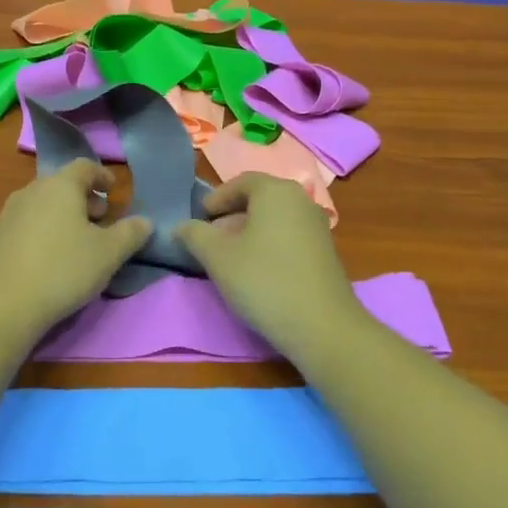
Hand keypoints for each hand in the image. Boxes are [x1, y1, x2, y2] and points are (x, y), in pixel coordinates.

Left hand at [0, 160, 152, 340]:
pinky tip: (52, 257)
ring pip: (44, 204)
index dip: (102, 176)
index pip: (85, 166)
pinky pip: (28, 224)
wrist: (1, 305)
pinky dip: (45, 230)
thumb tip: (145, 221)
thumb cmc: (63, 270)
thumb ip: (131, 233)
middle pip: (62, 184)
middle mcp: (31, 191)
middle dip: (84, 198)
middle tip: (101, 219)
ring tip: (79, 241)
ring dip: (64, 215)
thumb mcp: (108, 254)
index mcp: (60, 186)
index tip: (114, 190)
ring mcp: (9, 214)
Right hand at [176, 173, 365, 349]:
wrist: (321, 325)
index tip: (199, 219)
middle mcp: (301, 200)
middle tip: (210, 240)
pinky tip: (257, 272)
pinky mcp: (326, 252)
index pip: (240, 182)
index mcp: (276, 191)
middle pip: (259, 200)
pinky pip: (289, 237)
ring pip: (275, 220)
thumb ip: (194, 235)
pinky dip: (269, 245)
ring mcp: (318, 227)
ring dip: (249, 233)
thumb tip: (181, 226)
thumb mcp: (217, 257)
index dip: (216, 198)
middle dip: (231, 216)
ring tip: (230, 259)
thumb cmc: (263, 280)